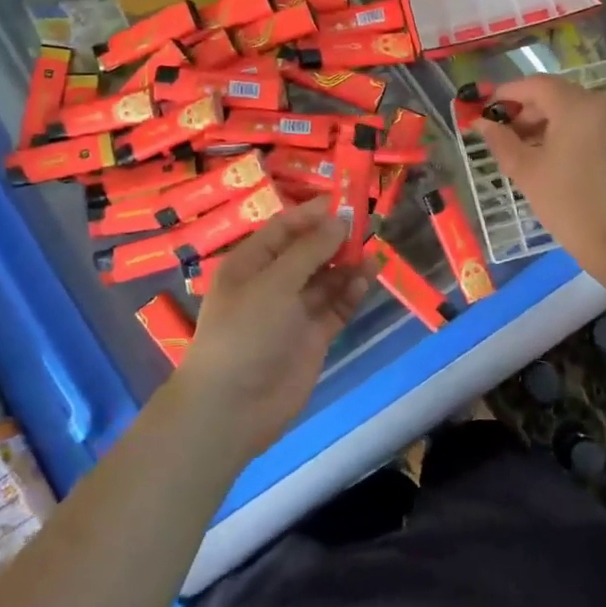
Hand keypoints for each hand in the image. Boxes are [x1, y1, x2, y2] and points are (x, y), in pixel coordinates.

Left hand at [175, 197, 372, 459]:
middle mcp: (272, 283)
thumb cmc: (245, 332)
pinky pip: (336, 306)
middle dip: (335, 239)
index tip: (345, 200)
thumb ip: (310, 251)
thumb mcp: (274, 283)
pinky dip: (351, 292)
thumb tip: (340, 220)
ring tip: (372, 251)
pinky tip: (367, 278)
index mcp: (250, 264)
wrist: (233, 406)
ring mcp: (294, 311)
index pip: (284, 228)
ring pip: (326, 279)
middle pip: (308, 252)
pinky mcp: (313, 336)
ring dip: (347, 265)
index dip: (313, 213)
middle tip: (367, 225)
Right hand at [473, 75, 605, 274]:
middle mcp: (605, 102)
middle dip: (527, 111)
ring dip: (547, 122)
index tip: (485, 109)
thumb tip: (480, 123)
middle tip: (501, 135)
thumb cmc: (568, 204)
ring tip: (523, 149)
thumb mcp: (526, 171)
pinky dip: (568, 130)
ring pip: (574, 108)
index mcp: (579, 105)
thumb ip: (500, 140)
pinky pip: (591, 122)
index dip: (507, 94)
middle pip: (557, 95)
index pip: (536, 85)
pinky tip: (550, 153)